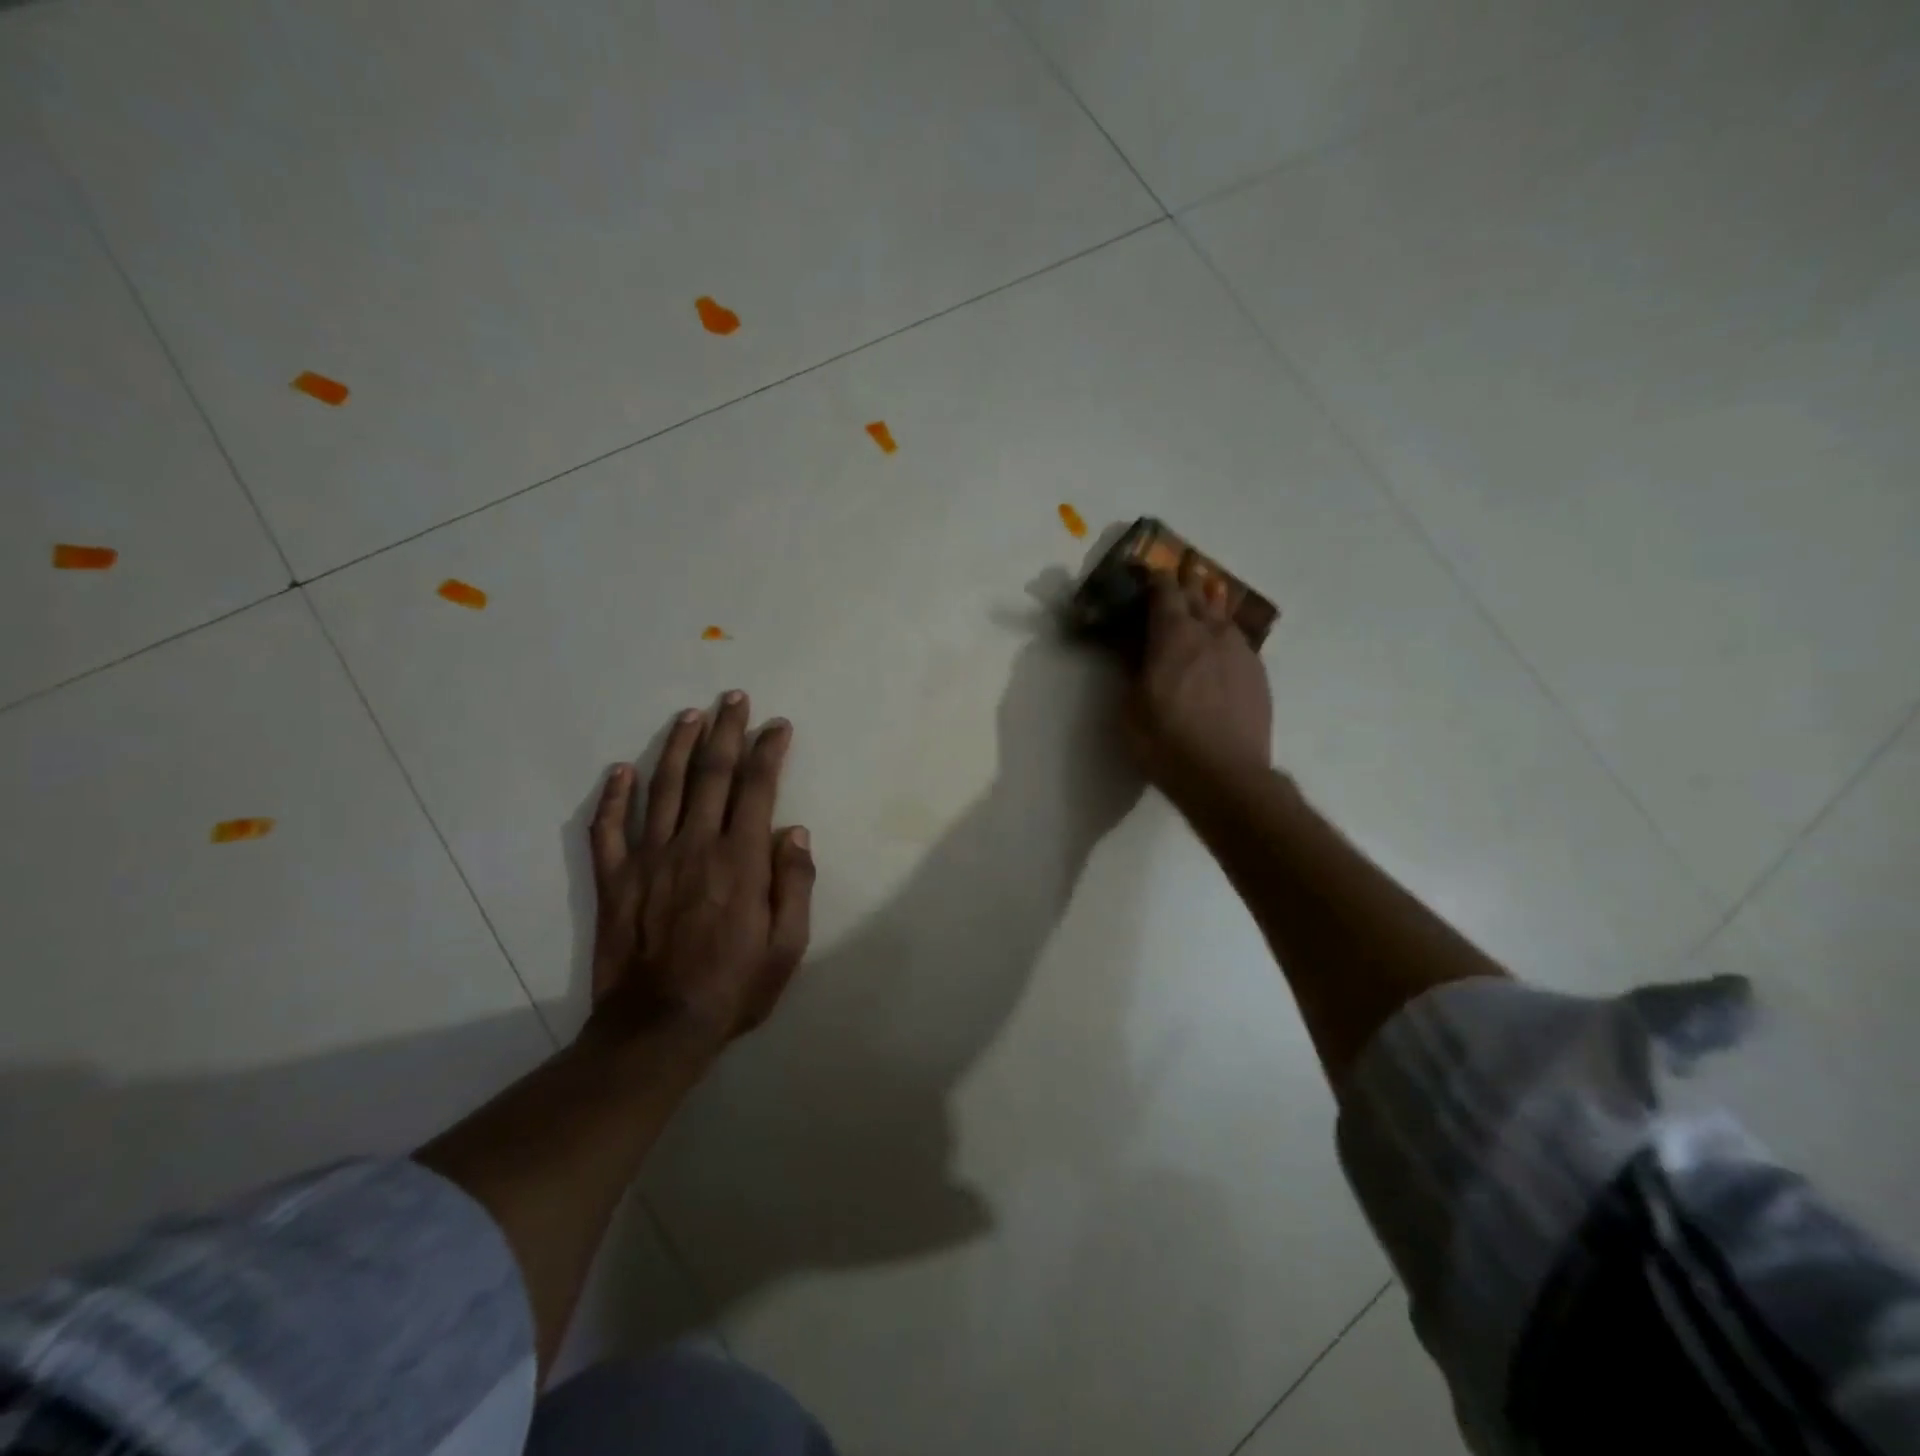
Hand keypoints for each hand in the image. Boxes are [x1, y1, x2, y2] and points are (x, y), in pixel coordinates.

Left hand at [586, 691, 814, 1053]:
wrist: (658, 1029)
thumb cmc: (733, 988)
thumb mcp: (787, 946)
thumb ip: (795, 884)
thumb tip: (795, 832)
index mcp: (739, 860)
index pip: (757, 788)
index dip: (769, 751)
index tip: (777, 725)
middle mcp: (694, 845)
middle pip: (711, 773)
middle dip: (726, 730)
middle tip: (734, 698)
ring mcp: (649, 858)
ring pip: (663, 787)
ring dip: (677, 746)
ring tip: (689, 716)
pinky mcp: (614, 879)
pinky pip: (608, 828)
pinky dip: (613, 796)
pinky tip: (619, 770)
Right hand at [1128, 572, 1273, 801]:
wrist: (1226, 776)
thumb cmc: (1166, 741)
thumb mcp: (1131, 706)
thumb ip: (1132, 668)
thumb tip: (1132, 645)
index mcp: (1175, 634)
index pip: (1165, 590)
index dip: (1154, 580)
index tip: (1144, 577)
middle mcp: (1212, 632)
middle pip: (1198, 596)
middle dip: (1183, 588)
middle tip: (1171, 590)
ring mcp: (1241, 651)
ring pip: (1222, 617)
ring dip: (1207, 611)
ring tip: (1197, 615)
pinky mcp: (1258, 674)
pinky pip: (1237, 643)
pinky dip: (1222, 640)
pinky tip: (1217, 654)